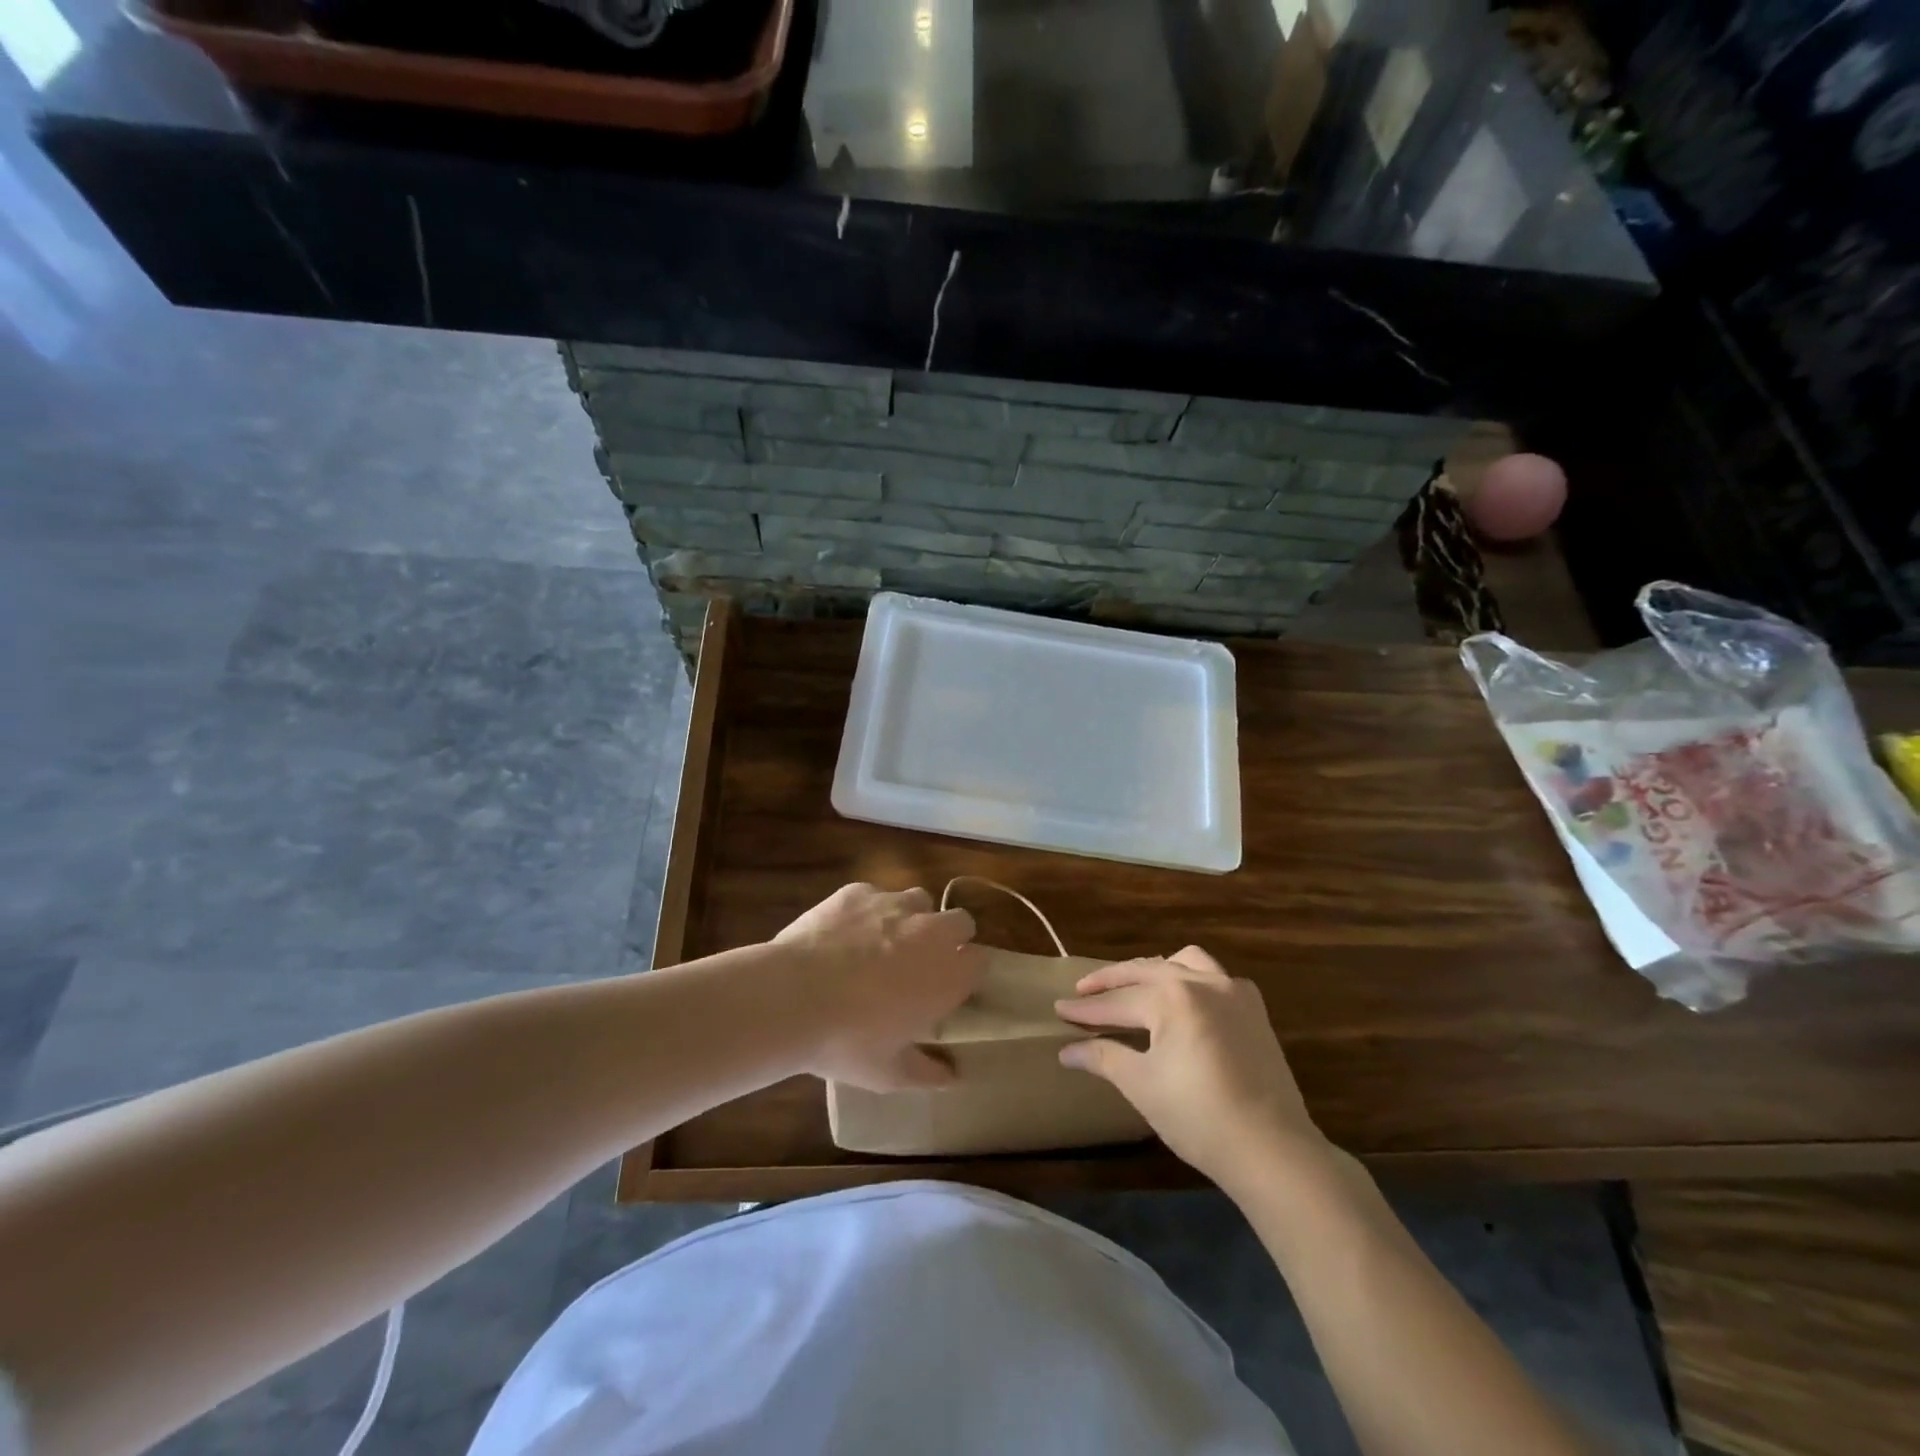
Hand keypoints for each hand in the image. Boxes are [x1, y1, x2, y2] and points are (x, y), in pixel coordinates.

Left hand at [773, 883, 983, 1091]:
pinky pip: (874, 895)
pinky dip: (867, 911)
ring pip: (919, 900)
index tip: (950, 990)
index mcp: (948, 974)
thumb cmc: (847, 1041)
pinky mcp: (857, 891)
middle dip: (949, 938)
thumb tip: (951, 1076)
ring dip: (912, 918)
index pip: (981, 961)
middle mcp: (930, 931)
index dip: (967, 974)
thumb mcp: (889, 1073)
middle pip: (960, 922)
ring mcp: (893, 904)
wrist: (791, 997)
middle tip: (922, 965)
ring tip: (883, 943)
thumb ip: (927, 1072)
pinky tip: (843, 934)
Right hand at [1055, 947, 1327, 1190]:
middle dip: (1111, 982)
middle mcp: (1202, 982)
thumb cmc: (1199, 1118)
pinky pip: (1213, 977)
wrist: (1273, 1150)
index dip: (1085, 1009)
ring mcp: (1233, 991)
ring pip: (1183, 962)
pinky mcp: (1254, 1009)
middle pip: (1145, 972)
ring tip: (1133, 987)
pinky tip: (1182, 1001)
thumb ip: (1103, 1056)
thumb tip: (1067, 1050)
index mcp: (1172, 997)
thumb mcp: (1142, 1085)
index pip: (1117, 1001)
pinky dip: (1189, 978)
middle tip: (1083, 992)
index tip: (1058, 1010)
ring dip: (1153, 970)